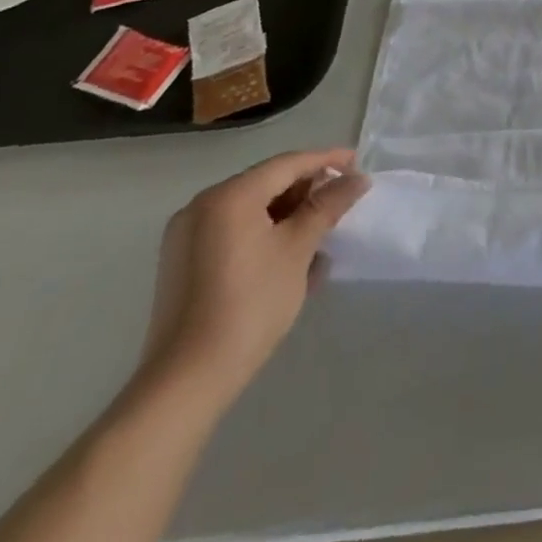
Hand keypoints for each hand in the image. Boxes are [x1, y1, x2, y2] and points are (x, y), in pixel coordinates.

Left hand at [141, 149, 369, 397]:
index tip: (358, 163)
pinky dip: (264, 234)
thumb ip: (328, 206)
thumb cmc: (250, 304)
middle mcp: (202, 207)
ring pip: (251, 209)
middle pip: (267, 183)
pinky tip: (291, 255)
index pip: (288, 164)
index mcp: (228, 196)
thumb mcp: (299, 248)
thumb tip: (357, 179)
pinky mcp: (183, 264)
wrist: (186, 382)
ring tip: (322, 233)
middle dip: (307, 191)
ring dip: (289, 215)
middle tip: (342, 202)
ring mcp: (187, 237)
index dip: (327, 160)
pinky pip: (233, 232)